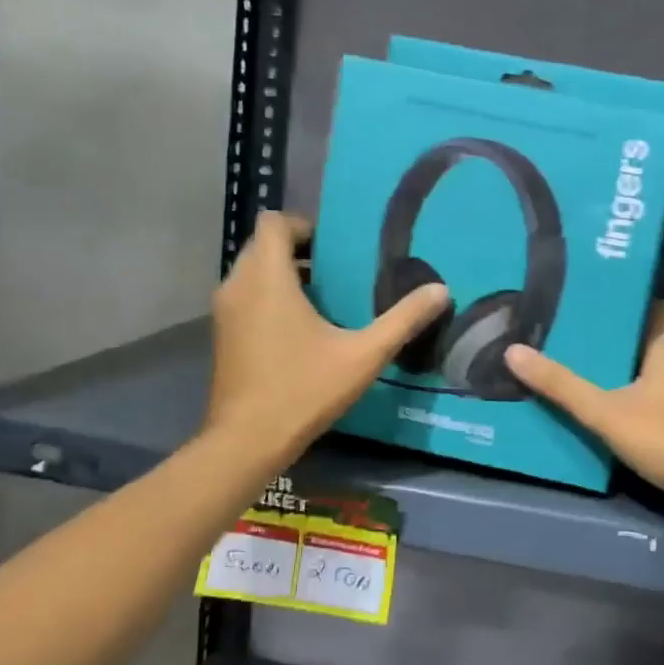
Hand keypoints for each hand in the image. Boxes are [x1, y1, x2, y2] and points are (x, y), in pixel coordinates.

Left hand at [204, 212, 449, 461]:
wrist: (246, 441)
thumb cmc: (303, 390)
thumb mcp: (363, 356)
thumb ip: (402, 320)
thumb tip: (441, 291)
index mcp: (267, 278)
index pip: (273, 223)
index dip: (303, 226)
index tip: (335, 247)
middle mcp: (238, 285)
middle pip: (262, 245)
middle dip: (298, 250)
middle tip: (338, 271)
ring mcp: (225, 311)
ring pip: (252, 272)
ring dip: (283, 275)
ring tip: (325, 298)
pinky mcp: (222, 334)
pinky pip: (246, 296)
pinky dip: (269, 296)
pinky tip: (301, 328)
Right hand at [505, 302, 663, 506]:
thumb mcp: (604, 412)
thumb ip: (561, 385)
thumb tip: (514, 352)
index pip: (658, 308)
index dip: (633, 301)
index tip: (603, 298)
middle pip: (656, 341)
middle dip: (625, 340)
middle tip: (587, 337)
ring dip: (638, 372)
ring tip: (600, 372)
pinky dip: (651, 399)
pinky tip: (628, 411)